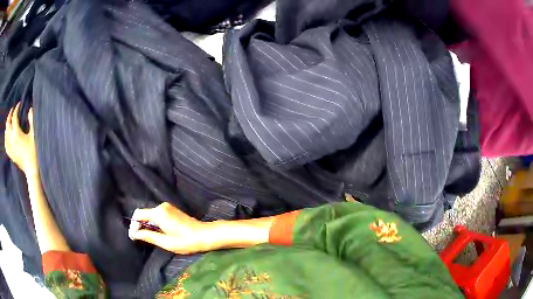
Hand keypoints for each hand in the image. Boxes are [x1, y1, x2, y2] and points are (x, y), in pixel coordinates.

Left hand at [5, 103, 36, 174]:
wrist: (31, 170)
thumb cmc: (34, 152)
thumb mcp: (34, 134)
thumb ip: (32, 120)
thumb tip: (30, 109)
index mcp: (16, 133)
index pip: (14, 117)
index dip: (16, 109)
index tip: (19, 104)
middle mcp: (11, 140)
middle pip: (8, 124)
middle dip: (10, 115)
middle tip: (12, 110)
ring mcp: (10, 148)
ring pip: (6, 134)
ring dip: (7, 126)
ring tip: (9, 121)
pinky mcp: (11, 155)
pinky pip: (6, 145)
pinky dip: (5, 139)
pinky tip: (6, 137)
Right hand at [128, 202, 214, 253]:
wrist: (205, 235)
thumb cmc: (186, 241)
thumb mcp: (165, 242)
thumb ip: (148, 236)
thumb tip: (135, 234)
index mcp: (159, 213)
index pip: (139, 214)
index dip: (134, 225)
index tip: (133, 237)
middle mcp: (162, 206)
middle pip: (144, 213)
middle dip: (139, 225)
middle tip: (138, 238)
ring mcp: (167, 207)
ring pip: (150, 214)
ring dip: (146, 225)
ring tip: (146, 237)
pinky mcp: (172, 210)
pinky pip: (157, 215)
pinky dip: (153, 223)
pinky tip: (156, 232)